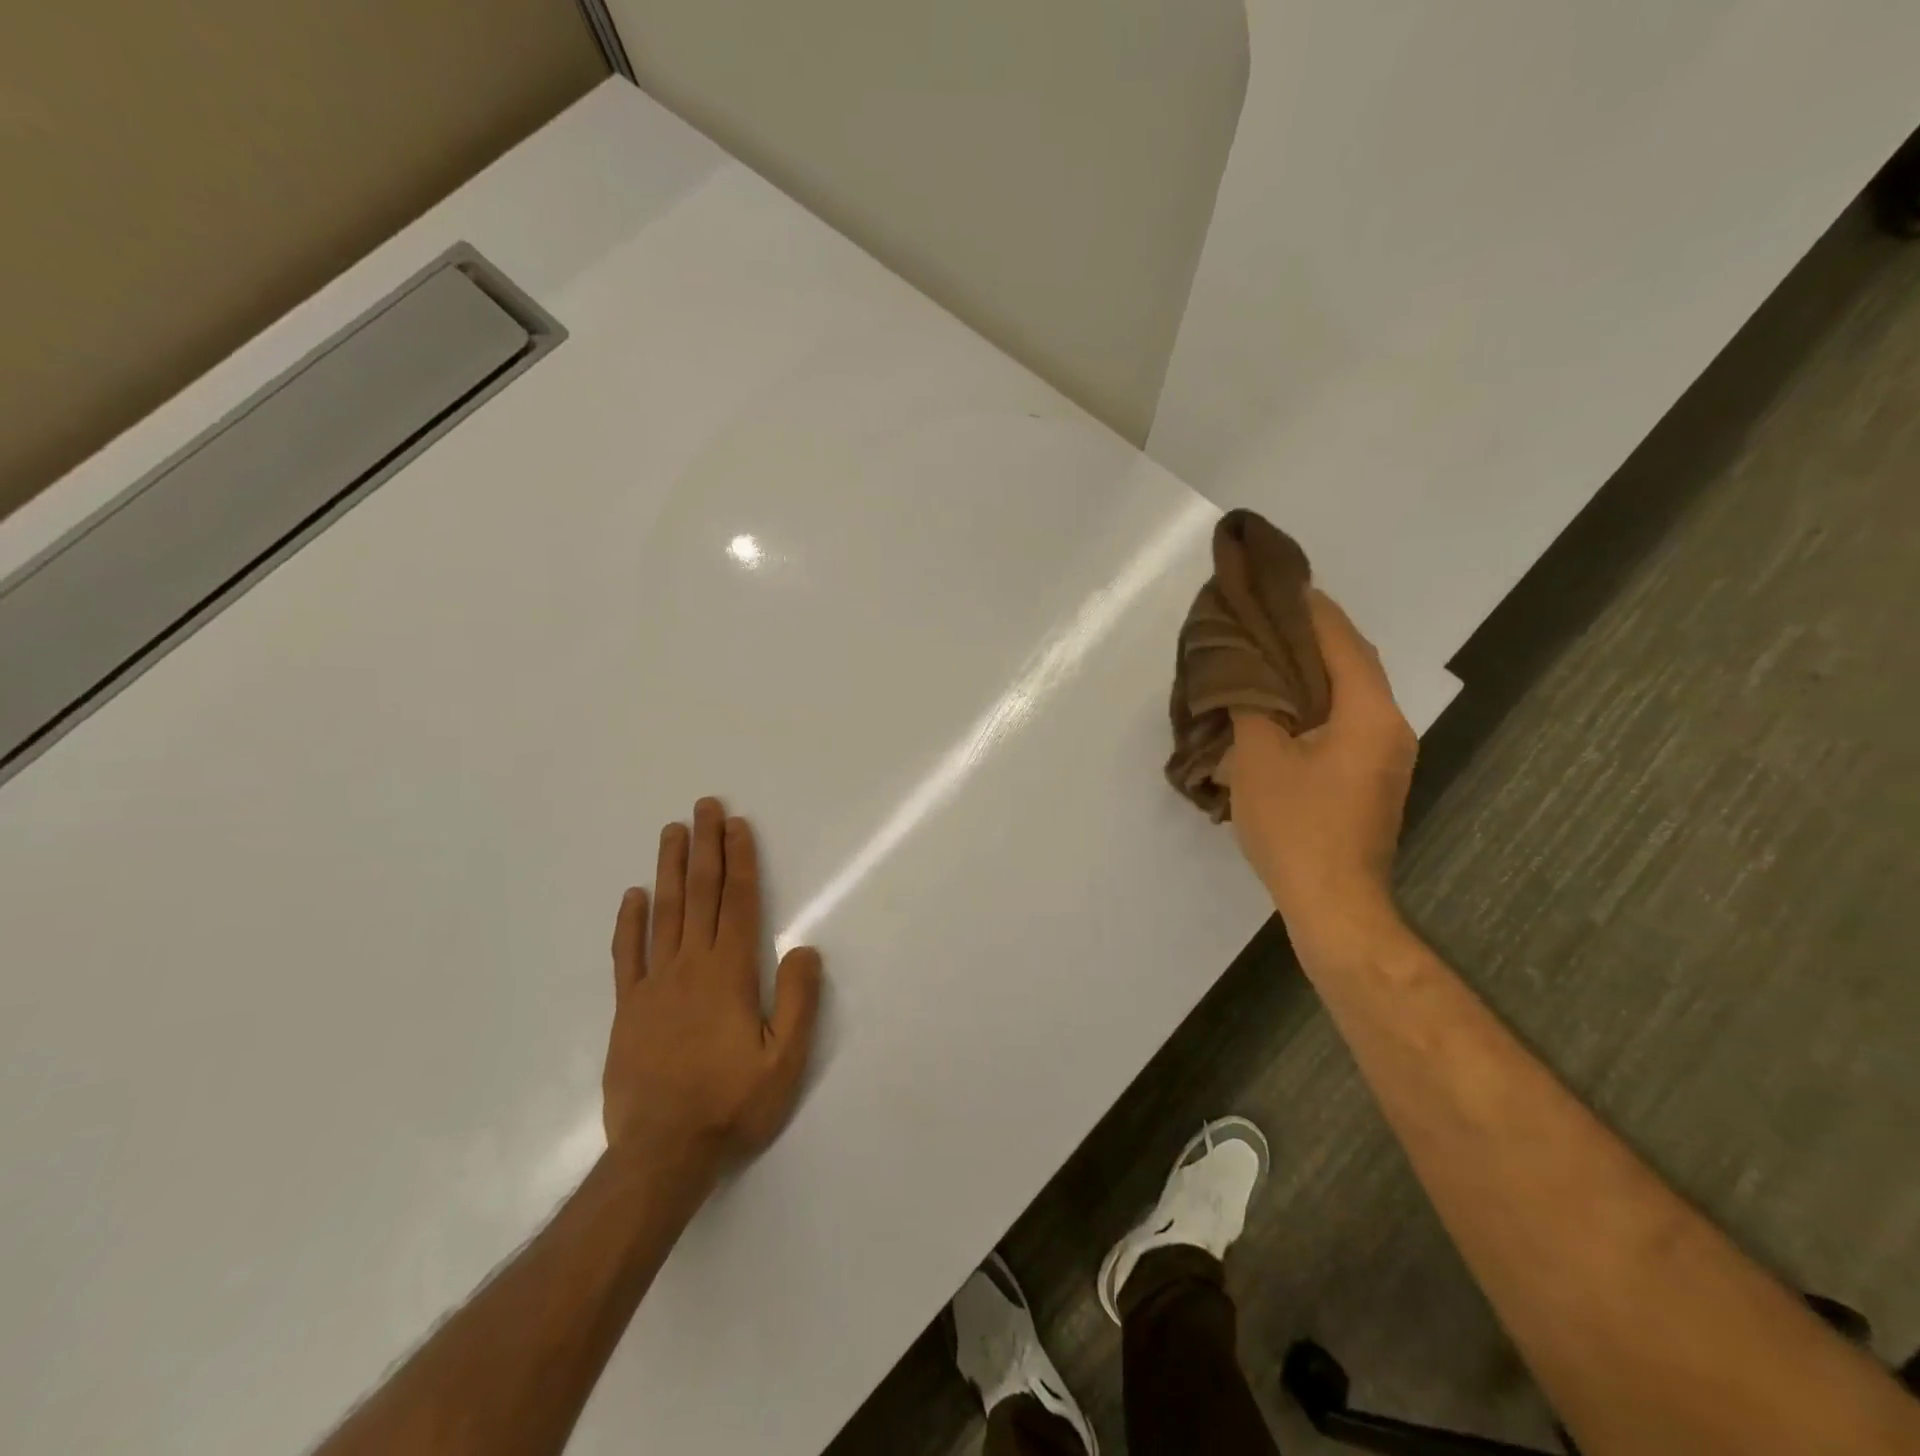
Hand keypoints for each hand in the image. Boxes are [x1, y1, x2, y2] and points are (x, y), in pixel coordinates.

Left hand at [602, 798, 822, 1172]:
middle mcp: (690, 967)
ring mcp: (653, 985)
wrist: (661, 1154)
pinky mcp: (627, 1009)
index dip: (739, 860)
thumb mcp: (784, 1061)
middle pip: (699, 894)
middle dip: (705, 846)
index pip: (736, 902)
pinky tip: (632, 896)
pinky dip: (629, 923)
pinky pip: (626, 955)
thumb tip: (804, 948)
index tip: (737, 825)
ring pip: (663, 913)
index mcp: (730, 974)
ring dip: (669, 869)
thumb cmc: (731, 1104)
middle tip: (704, 806)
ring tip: (672, 831)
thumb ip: (797, 1001)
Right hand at [1226, 591, 1415, 951]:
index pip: (1341, 641)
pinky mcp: (1371, 776)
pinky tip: (1279, 703)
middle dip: (1309, 634)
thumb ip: (1250, 704)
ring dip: (1310, 668)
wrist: (1335, 904)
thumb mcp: (1258, 760)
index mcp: (1368, 713)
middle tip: (1263, 614)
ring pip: (1347, 692)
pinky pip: (1343, 719)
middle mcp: (1389, 725)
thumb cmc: (1297, 828)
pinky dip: (1313, 700)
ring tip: (1265, 651)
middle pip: (1351, 662)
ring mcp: (1385, 754)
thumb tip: (1240, 670)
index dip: (1308, 608)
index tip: (1276, 582)